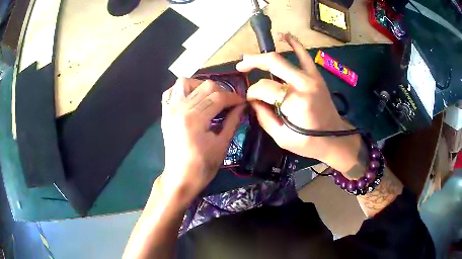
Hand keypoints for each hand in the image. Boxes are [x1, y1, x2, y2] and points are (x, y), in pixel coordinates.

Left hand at [159, 78, 244, 203]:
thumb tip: (242, 106)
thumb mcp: (222, 144)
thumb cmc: (203, 166)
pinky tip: (192, 98)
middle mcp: (180, 109)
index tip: (242, 101)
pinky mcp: (165, 113)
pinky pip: (171, 91)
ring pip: (186, 82)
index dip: (234, 97)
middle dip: (222, 91)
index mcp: (195, 119)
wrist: (180, 177)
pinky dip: (182, 90)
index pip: (218, 97)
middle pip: (205, 87)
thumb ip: (232, 121)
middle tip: (230, 102)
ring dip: (201, 86)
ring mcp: (170, 109)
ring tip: (210, 97)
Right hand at [236, 33, 360, 171]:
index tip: (251, 99)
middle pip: (271, 63)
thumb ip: (264, 118)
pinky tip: (284, 36)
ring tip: (250, 57)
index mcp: (294, 102)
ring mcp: (311, 77)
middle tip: (240, 67)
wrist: (336, 139)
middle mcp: (302, 84)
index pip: (263, 88)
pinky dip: (294, 43)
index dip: (252, 92)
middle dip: (252, 62)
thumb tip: (253, 100)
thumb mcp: (282, 138)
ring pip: (282, 57)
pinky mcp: (316, 76)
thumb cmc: (310, 143)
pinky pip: (304, 55)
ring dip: (264, 55)